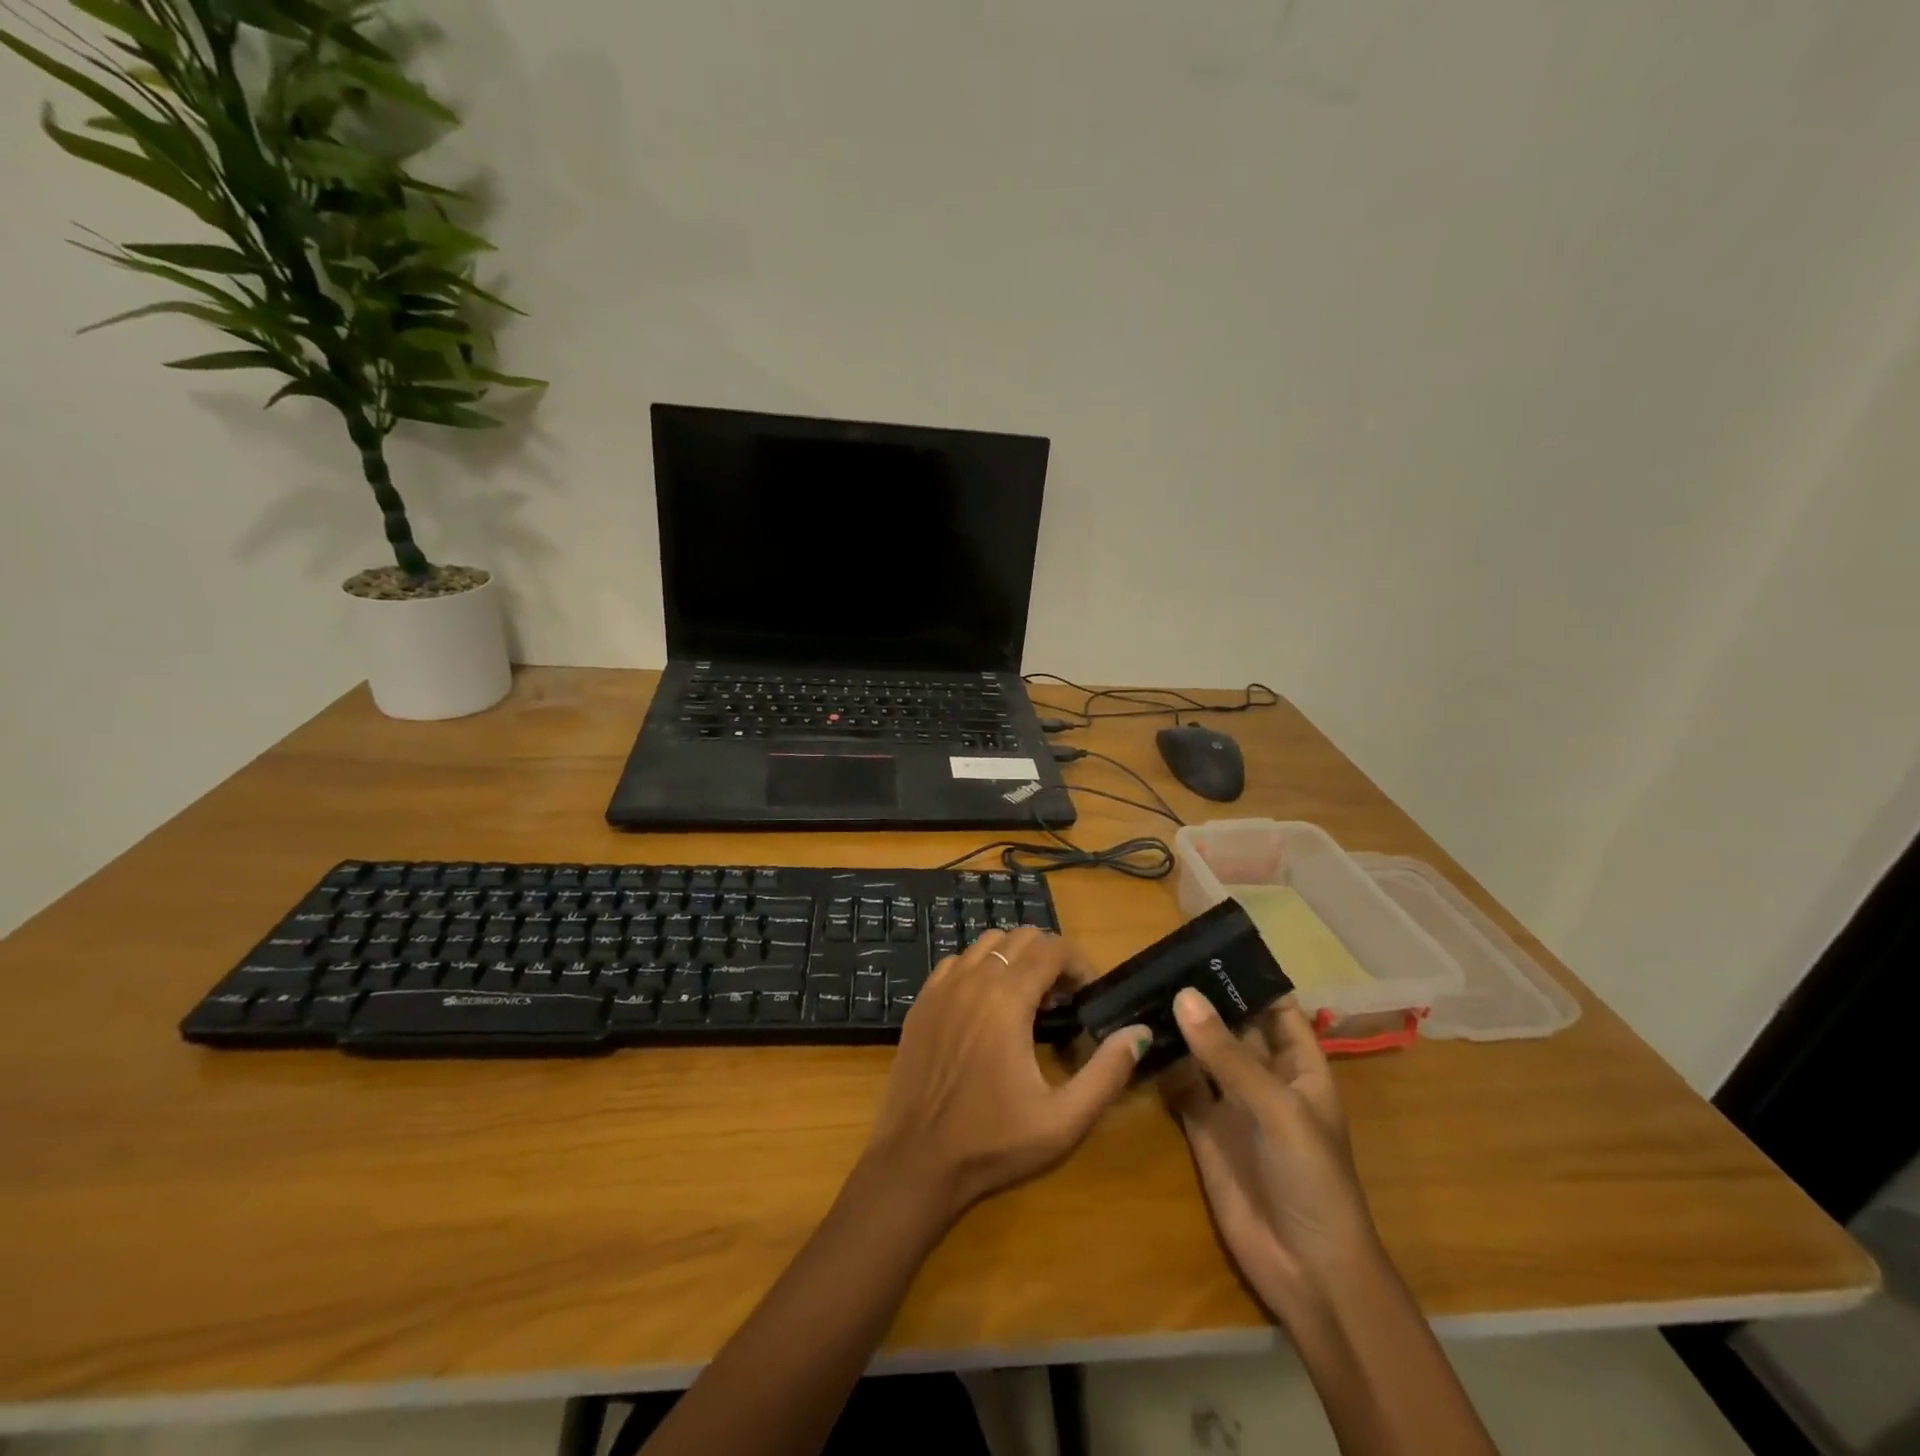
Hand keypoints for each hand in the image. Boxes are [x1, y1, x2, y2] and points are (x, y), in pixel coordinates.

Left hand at [865, 928, 1146, 1221]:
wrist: (915, 1163)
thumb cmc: (992, 1144)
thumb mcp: (1063, 1120)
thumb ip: (1107, 1072)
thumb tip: (1139, 1032)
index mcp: (1006, 999)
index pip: (1052, 947)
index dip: (1079, 963)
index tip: (1088, 995)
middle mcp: (972, 980)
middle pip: (1021, 937)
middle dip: (1050, 958)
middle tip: (1063, 1000)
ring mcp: (941, 988)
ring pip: (987, 943)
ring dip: (1015, 959)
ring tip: (1028, 1000)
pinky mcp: (921, 1002)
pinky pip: (957, 962)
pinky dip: (980, 968)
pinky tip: (986, 1007)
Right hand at [1161, 989, 1381, 1313]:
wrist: (1306, 1271)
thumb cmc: (1311, 1179)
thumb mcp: (1276, 1109)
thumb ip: (1227, 1055)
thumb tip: (1183, 995)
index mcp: (1299, 1066)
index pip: (1276, 1008)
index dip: (1250, 978)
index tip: (1209, 945)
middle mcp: (1264, 1077)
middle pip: (1233, 1024)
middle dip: (1204, 996)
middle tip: (1159, 958)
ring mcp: (1231, 1103)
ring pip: (1202, 1052)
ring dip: (1177, 1026)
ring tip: (1139, 986)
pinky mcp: (1202, 1129)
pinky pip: (1179, 1085)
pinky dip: (1160, 1063)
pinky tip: (1133, 1037)